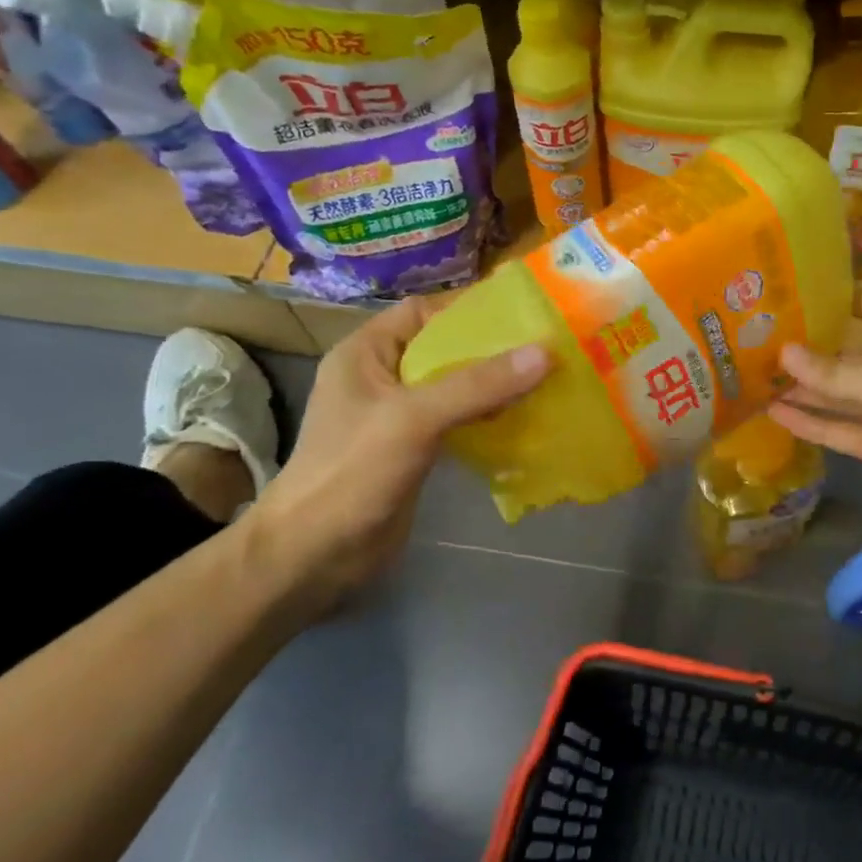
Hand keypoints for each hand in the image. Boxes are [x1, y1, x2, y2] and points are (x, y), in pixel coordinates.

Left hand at [242, 298, 548, 616]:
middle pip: (444, 349)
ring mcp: (398, 417)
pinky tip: (522, 419)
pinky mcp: (413, 450)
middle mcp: (382, 377)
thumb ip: (477, 385)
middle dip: (491, 348)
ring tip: (544, 377)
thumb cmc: (353, 472)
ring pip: (454, 387)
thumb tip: (544, 353)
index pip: (423, 312)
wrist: (315, 555)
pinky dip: (486, 417)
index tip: (523, 310)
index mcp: (366, 353)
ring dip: (493, 384)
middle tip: (546, 344)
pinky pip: (456, 420)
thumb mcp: (414, 418)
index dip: (469, 307)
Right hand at [770, 291, 861, 550]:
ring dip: (805, 389)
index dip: (846, 299)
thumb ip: (835, 373)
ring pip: (841, 396)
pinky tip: (776, 414)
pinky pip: (840, 430)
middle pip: (852, 357)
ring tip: (759, 377)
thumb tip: (784, 353)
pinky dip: (811, 423)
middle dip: (813, 351)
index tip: (803, 289)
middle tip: (763, 340)